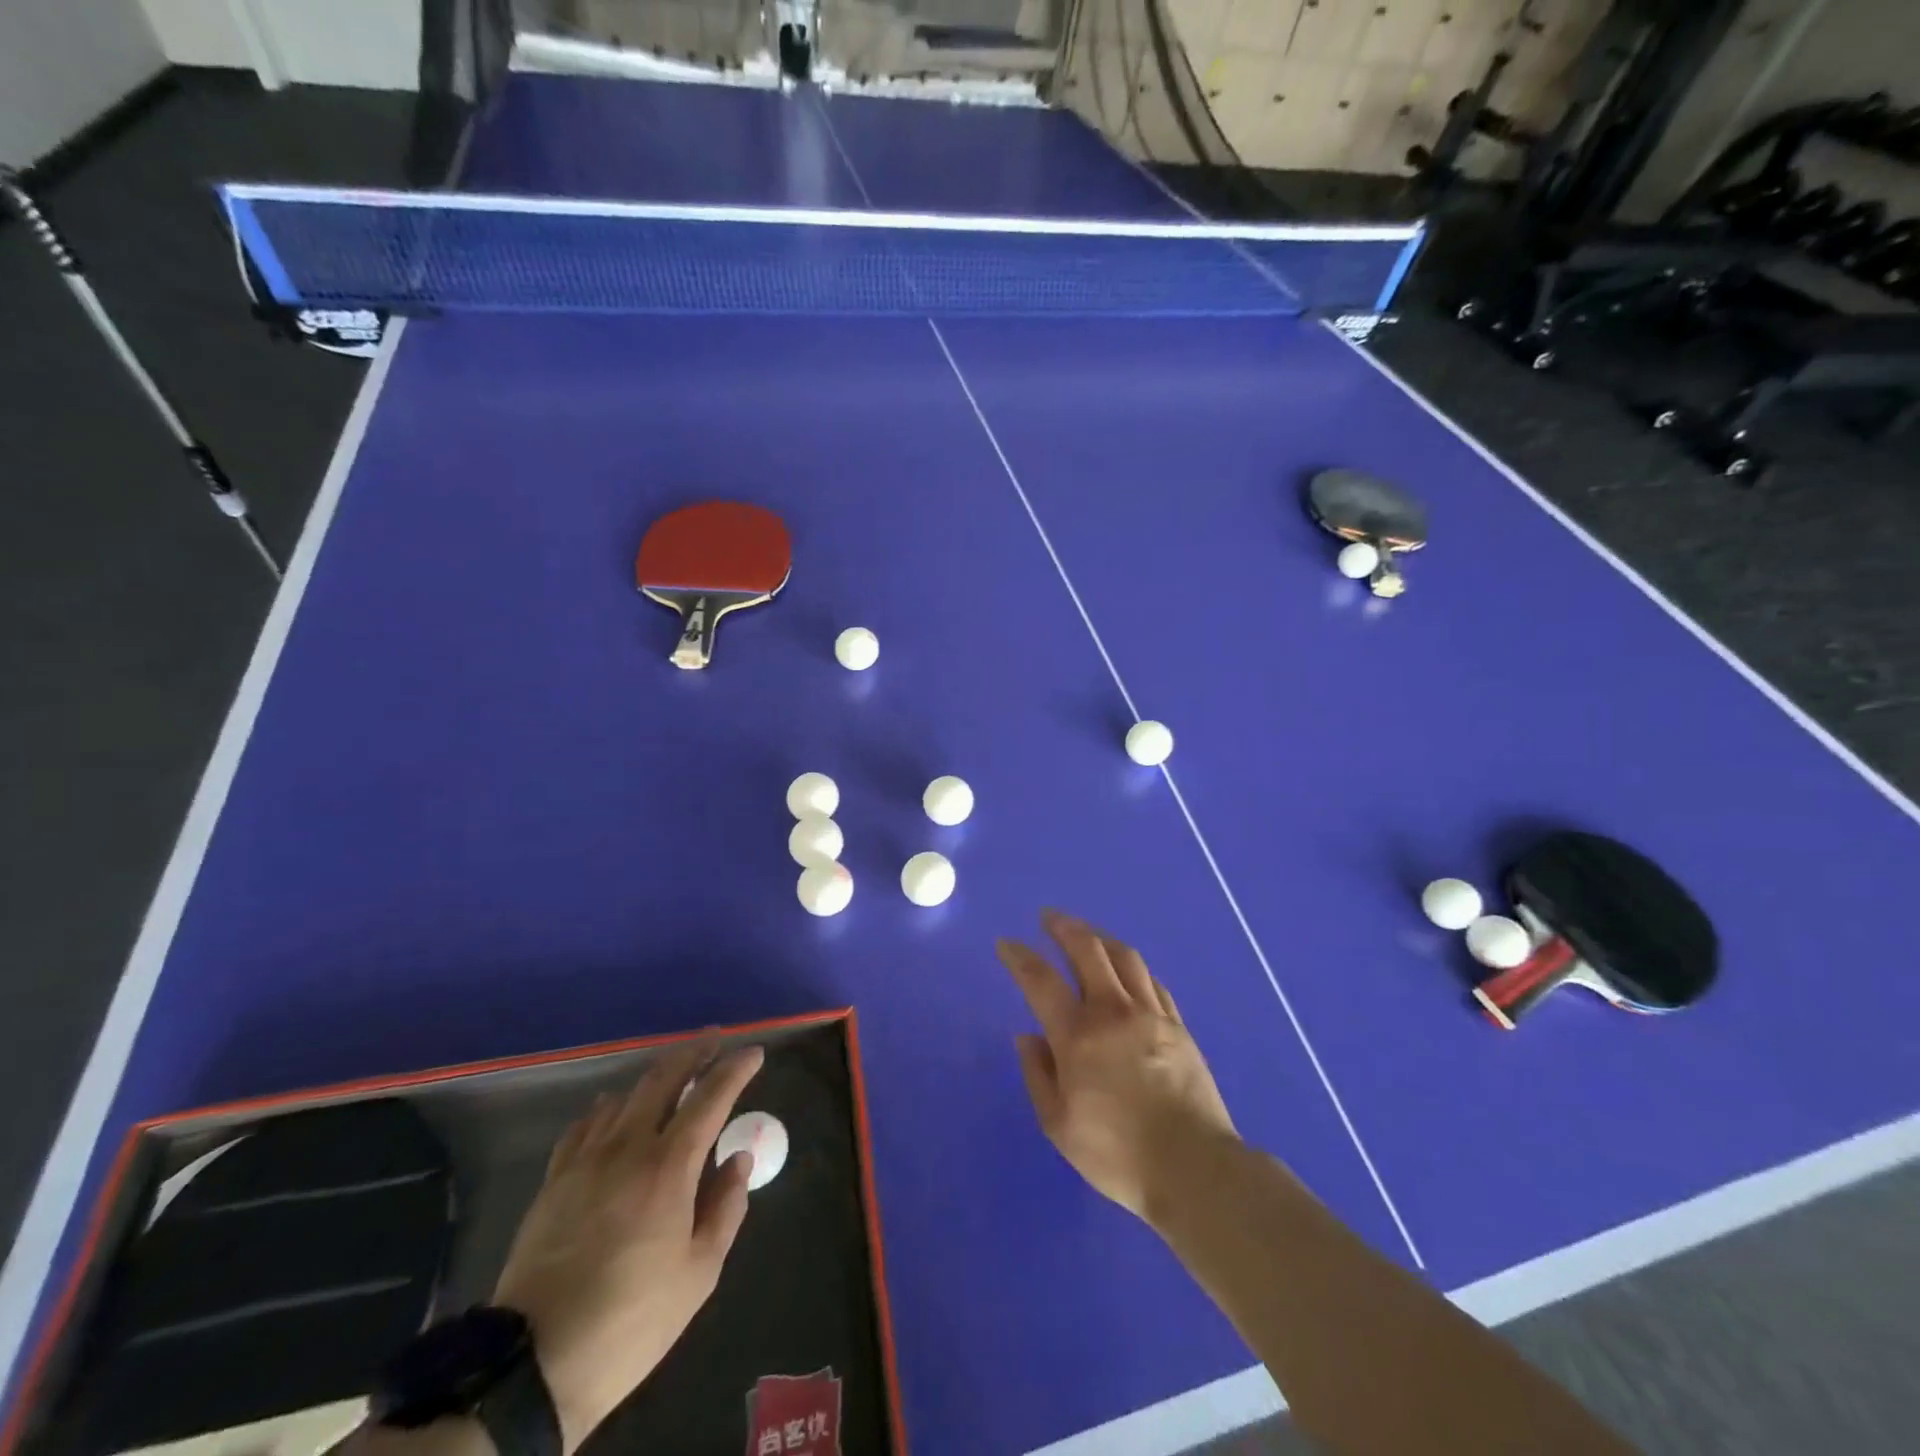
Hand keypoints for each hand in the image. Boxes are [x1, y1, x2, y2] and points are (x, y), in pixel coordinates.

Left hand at [492, 1040, 764, 1452]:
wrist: (534, 1364)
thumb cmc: (632, 1319)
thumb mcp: (699, 1273)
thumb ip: (725, 1207)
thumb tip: (738, 1158)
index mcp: (670, 1166)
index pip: (710, 1097)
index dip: (735, 1069)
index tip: (754, 1053)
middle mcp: (628, 1147)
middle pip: (663, 1078)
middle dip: (693, 1052)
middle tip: (714, 1038)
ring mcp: (586, 1160)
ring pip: (624, 1095)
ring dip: (654, 1076)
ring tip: (672, 1074)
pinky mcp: (554, 1180)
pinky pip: (585, 1124)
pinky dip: (608, 1107)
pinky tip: (612, 1110)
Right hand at [998, 909, 1235, 1222]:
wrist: (1193, 1167)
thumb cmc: (1117, 1153)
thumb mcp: (1059, 1125)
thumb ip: (1038, 1074)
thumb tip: (1028, 1035)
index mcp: (1077, 1035)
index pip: (1040, 980)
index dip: (1019, 957)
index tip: (1006, 943)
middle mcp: (1113, 1011)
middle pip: (1087, 950)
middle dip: (1064, 927)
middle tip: (1049, 917)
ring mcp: (1150, 1014)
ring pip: (1124, 957)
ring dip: (1100, 937)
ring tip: (1088, 933)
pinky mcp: (1178, 1025)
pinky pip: (1152, 981)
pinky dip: (1133, 966)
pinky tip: (1127, 969)